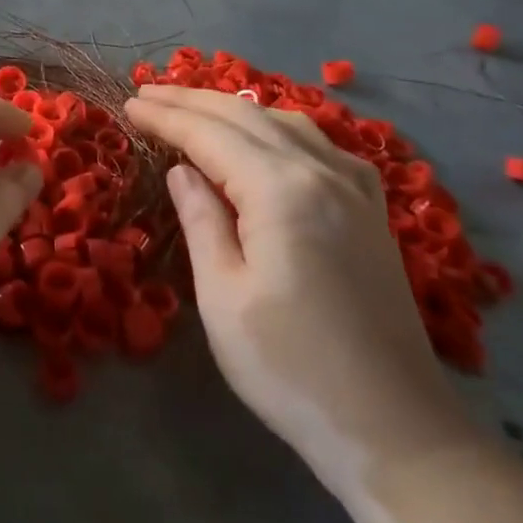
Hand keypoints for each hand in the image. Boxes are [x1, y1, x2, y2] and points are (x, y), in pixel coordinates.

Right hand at [125, 85, 478, 501]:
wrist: (395, 430)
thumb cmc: (290, 367)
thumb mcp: (223, 296)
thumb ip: (201, 220)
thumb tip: (183, 170)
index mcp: (282, 190)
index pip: (210, 134)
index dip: (165, 116)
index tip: (128, 103)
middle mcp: (323, 173)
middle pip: (248, 116)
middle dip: (192, 100)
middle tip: (148, 92)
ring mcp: (356, 189)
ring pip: (286, 122)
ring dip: (234, 108)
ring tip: (195, 107)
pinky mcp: (372, 212)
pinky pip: (318, 144)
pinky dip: (277, 128)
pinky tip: (267, 137)